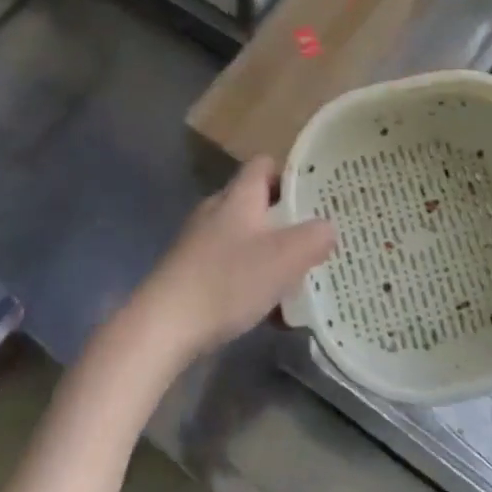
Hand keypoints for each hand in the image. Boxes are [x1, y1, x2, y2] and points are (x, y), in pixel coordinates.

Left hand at [123, 157, 334, 370]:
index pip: (264, 166)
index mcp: (238, 197)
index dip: (291, 174)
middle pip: (255, 203)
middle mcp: (216, 212)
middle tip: (315, 238)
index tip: (317, 193)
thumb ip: (314, 237)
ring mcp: (199, 243)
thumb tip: (328, 227)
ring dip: (270, 255)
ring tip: (297, 279)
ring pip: (245, 239)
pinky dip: (251, 281)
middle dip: (285, 220)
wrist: (164, 325)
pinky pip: (230, 268)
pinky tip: (267, 311)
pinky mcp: (190, 274)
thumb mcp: (285, 258)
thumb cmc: (228, 281)